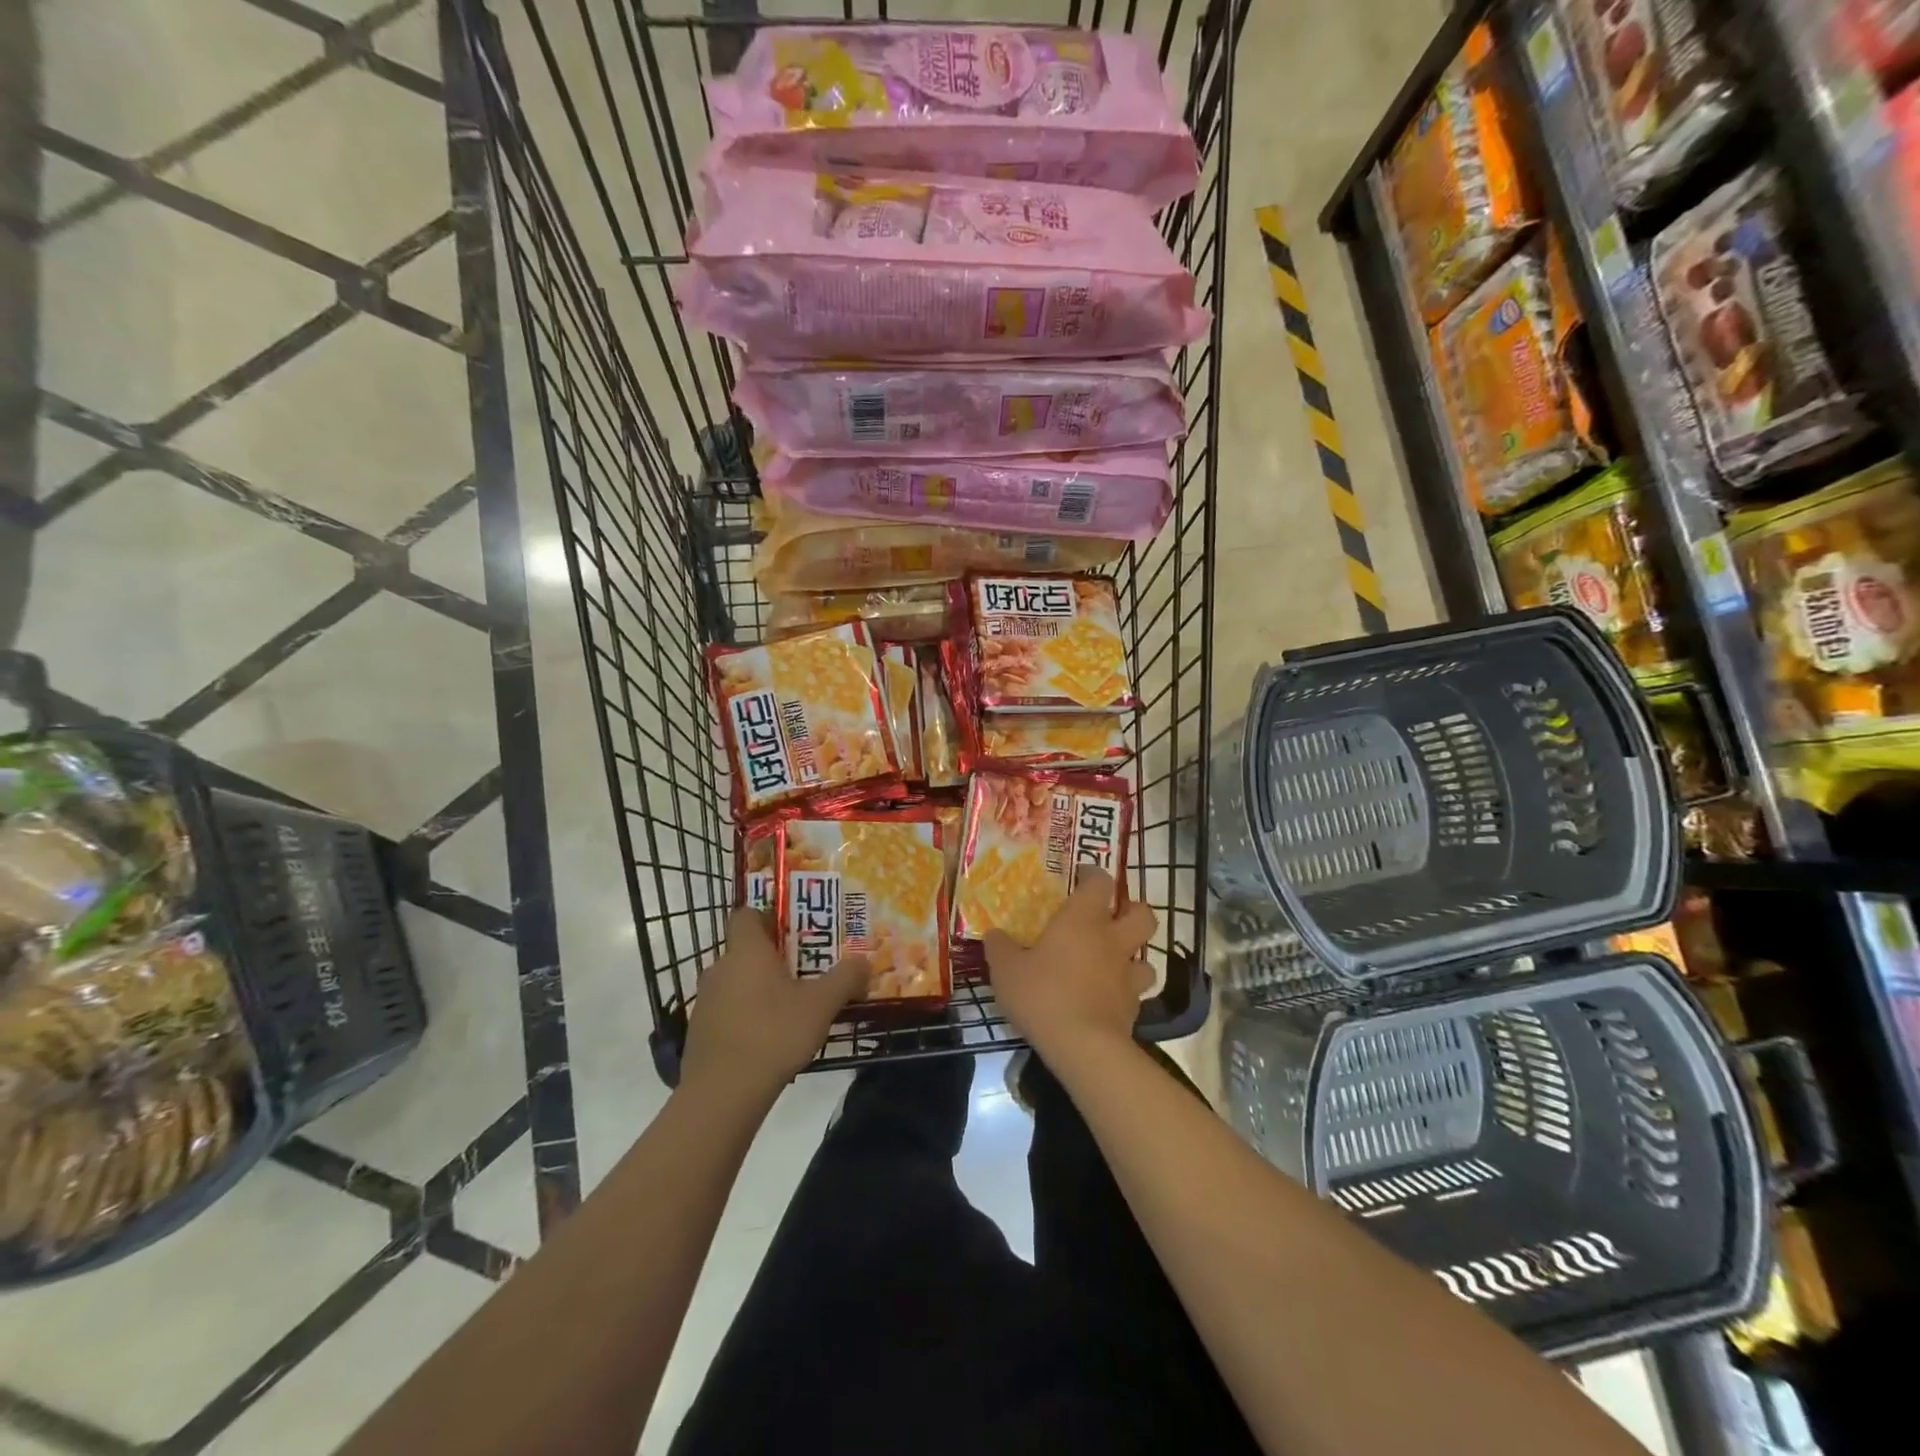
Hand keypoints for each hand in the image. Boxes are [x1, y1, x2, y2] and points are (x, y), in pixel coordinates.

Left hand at [680, 908, 869, 1102]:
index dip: (768, 917)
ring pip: (736, 982)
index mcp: (746, 951)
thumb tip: (864, 962)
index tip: (794, 931)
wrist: (722, 1093)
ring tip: (790, 1008)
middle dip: (773, 958)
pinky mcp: (699, 1032)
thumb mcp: (821, 1004)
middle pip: (745, 950)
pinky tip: (769, 1038)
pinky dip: (745, 1016)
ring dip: (759, 989)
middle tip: (804, 971)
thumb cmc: (773, 1033)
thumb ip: (845, 978)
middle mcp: (720, 968)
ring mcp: (705, 1001)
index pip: (747, 914)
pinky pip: (727, 1011)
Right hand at [983, 870, 1156, 1061]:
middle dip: (1131, 911)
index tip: (1082, 877)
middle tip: (1111, 917)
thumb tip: (994, 934)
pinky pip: (1136, 992)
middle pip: (1142, 914)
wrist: (1082, 1046)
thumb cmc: (1043, 994)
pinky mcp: (1134, 1008)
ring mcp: (1127, 975)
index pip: (1100, 883)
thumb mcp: (1006, 969)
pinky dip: (1125, 991)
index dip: (1093, 875)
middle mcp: (1112, 940)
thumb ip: (1000, 947)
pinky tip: (1107, 998)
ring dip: (1133, 955)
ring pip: (1146, 956)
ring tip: (1112, 962)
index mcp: (1083, 920)